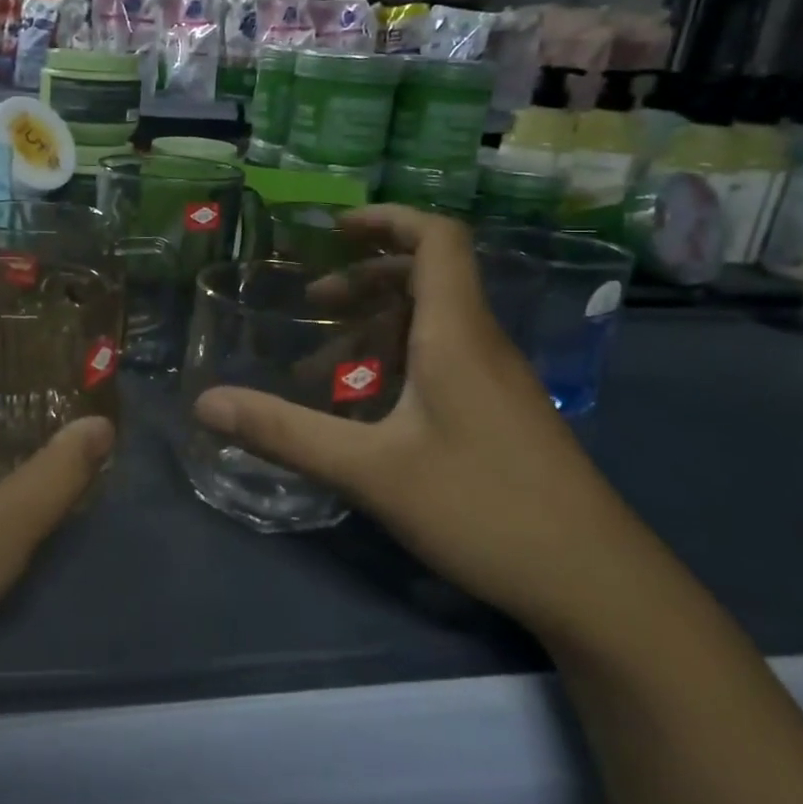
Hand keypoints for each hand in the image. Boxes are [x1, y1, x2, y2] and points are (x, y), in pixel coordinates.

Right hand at [193, 207, 647, 634]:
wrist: (597, 585)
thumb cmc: (483, 509)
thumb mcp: (370, 471)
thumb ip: (285, 433)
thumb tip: (205, 404)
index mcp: (456, 334)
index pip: (437, 239)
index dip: (387, 219)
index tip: (334, 230)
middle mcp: (481, 344)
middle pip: (428, 277)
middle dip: (365, 278)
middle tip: (312, 306)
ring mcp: (497, 381)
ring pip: (433, 324)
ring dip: (376, 326)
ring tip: (322, 364)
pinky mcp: (502, 415)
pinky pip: (444, 360)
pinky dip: (397, 362)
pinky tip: (367, 409)